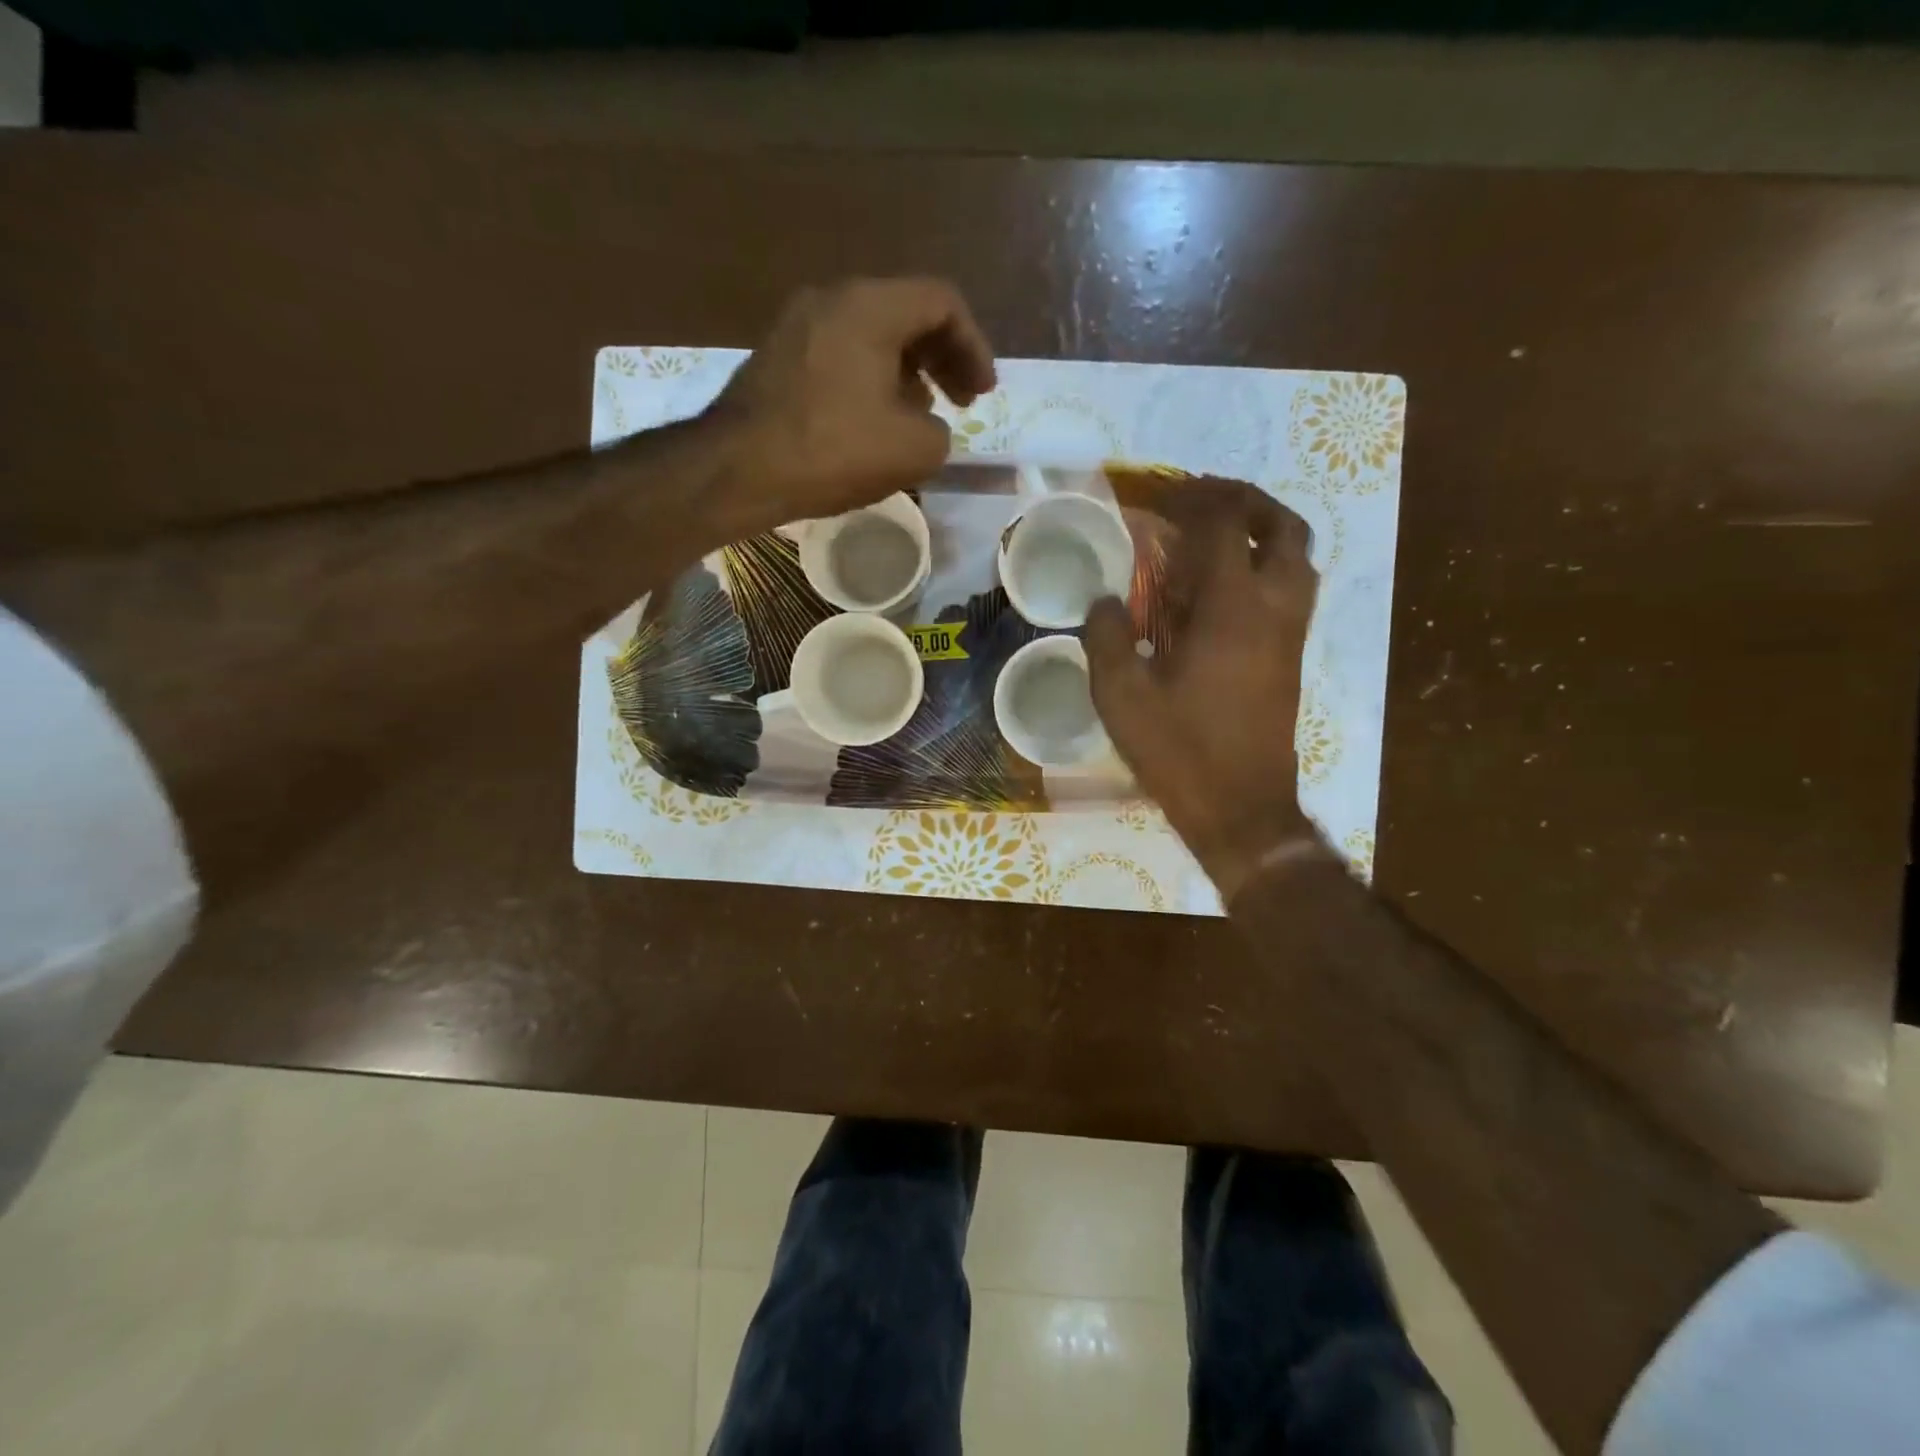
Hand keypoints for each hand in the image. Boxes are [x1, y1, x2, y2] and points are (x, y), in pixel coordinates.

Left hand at [706, 278, 996, 535]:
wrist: (739, 469)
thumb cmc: (833, 450)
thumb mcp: (914, 450)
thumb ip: (940, 430)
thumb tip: (925, 424)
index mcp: (871, 306)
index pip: (942, 303)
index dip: (974, 347)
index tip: (983, 394)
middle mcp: (832, 299)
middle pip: (906, 313)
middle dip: (943, 358)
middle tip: (962, 401)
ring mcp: (797, 325)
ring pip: (871, 335)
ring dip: (907, 372)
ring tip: (920, 416)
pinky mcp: (777, 357)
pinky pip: (840, 354)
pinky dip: (871, 379)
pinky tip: (873, 422)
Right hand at [1086, 481, 1327, 902]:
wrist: (1241, 809)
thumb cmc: (1179, 751)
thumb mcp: (1121, 696)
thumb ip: (1106, 637)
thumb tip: (1104, 602)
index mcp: (1231, 609)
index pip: (1224, 526)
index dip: (1193, 500)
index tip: (1161, 497)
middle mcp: (1274, 609)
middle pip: (1284, 527)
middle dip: (1245, 501)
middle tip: (1203, 502)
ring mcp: (1291, 634)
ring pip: (1299, 558)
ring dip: (1265, 532)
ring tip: (1219, 537)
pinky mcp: (1292, 658)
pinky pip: (1293, 590)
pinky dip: (1267, 567)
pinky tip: (1224, 590)